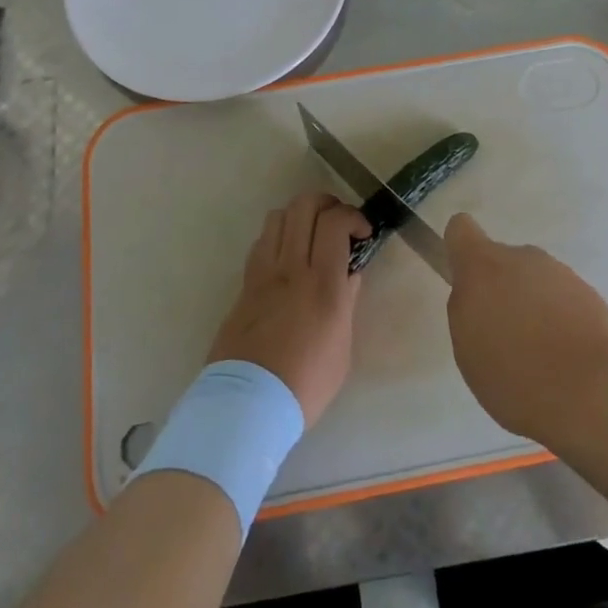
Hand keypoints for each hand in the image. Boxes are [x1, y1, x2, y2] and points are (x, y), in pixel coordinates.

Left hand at [207, 193, 367, 425]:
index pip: (335, 223)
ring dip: (300, 215)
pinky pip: (262, 242)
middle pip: (304, 206)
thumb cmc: (306, 384)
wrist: (248, 405)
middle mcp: (293, 268)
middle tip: (338, 221)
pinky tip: (287, 256)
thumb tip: (349, 274)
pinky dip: (279, 236)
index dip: (353, 216)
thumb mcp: (342, 347)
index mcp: (324, 285)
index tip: (362, 232)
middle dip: (327, 203)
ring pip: (279, 216)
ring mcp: (264, 273)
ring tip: (311, 234)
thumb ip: (346, 302)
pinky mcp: (245, 284)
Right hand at [445, 213, 607, 441]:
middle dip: (502, 289)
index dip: (459, 248)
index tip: (464, 279)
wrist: (590, 392)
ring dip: (533, 306)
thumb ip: (467, 309)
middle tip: (505, 335)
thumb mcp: (468, 347)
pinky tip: (566, 358)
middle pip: (503, 261)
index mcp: (483, 265)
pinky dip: (562, 320)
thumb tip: (477, 294)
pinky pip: (565, 300)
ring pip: (536, 282)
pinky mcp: (592, 294)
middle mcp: (522, 258)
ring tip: (540, 355)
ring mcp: (561, 273)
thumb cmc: (513, 373)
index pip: (461, 229)